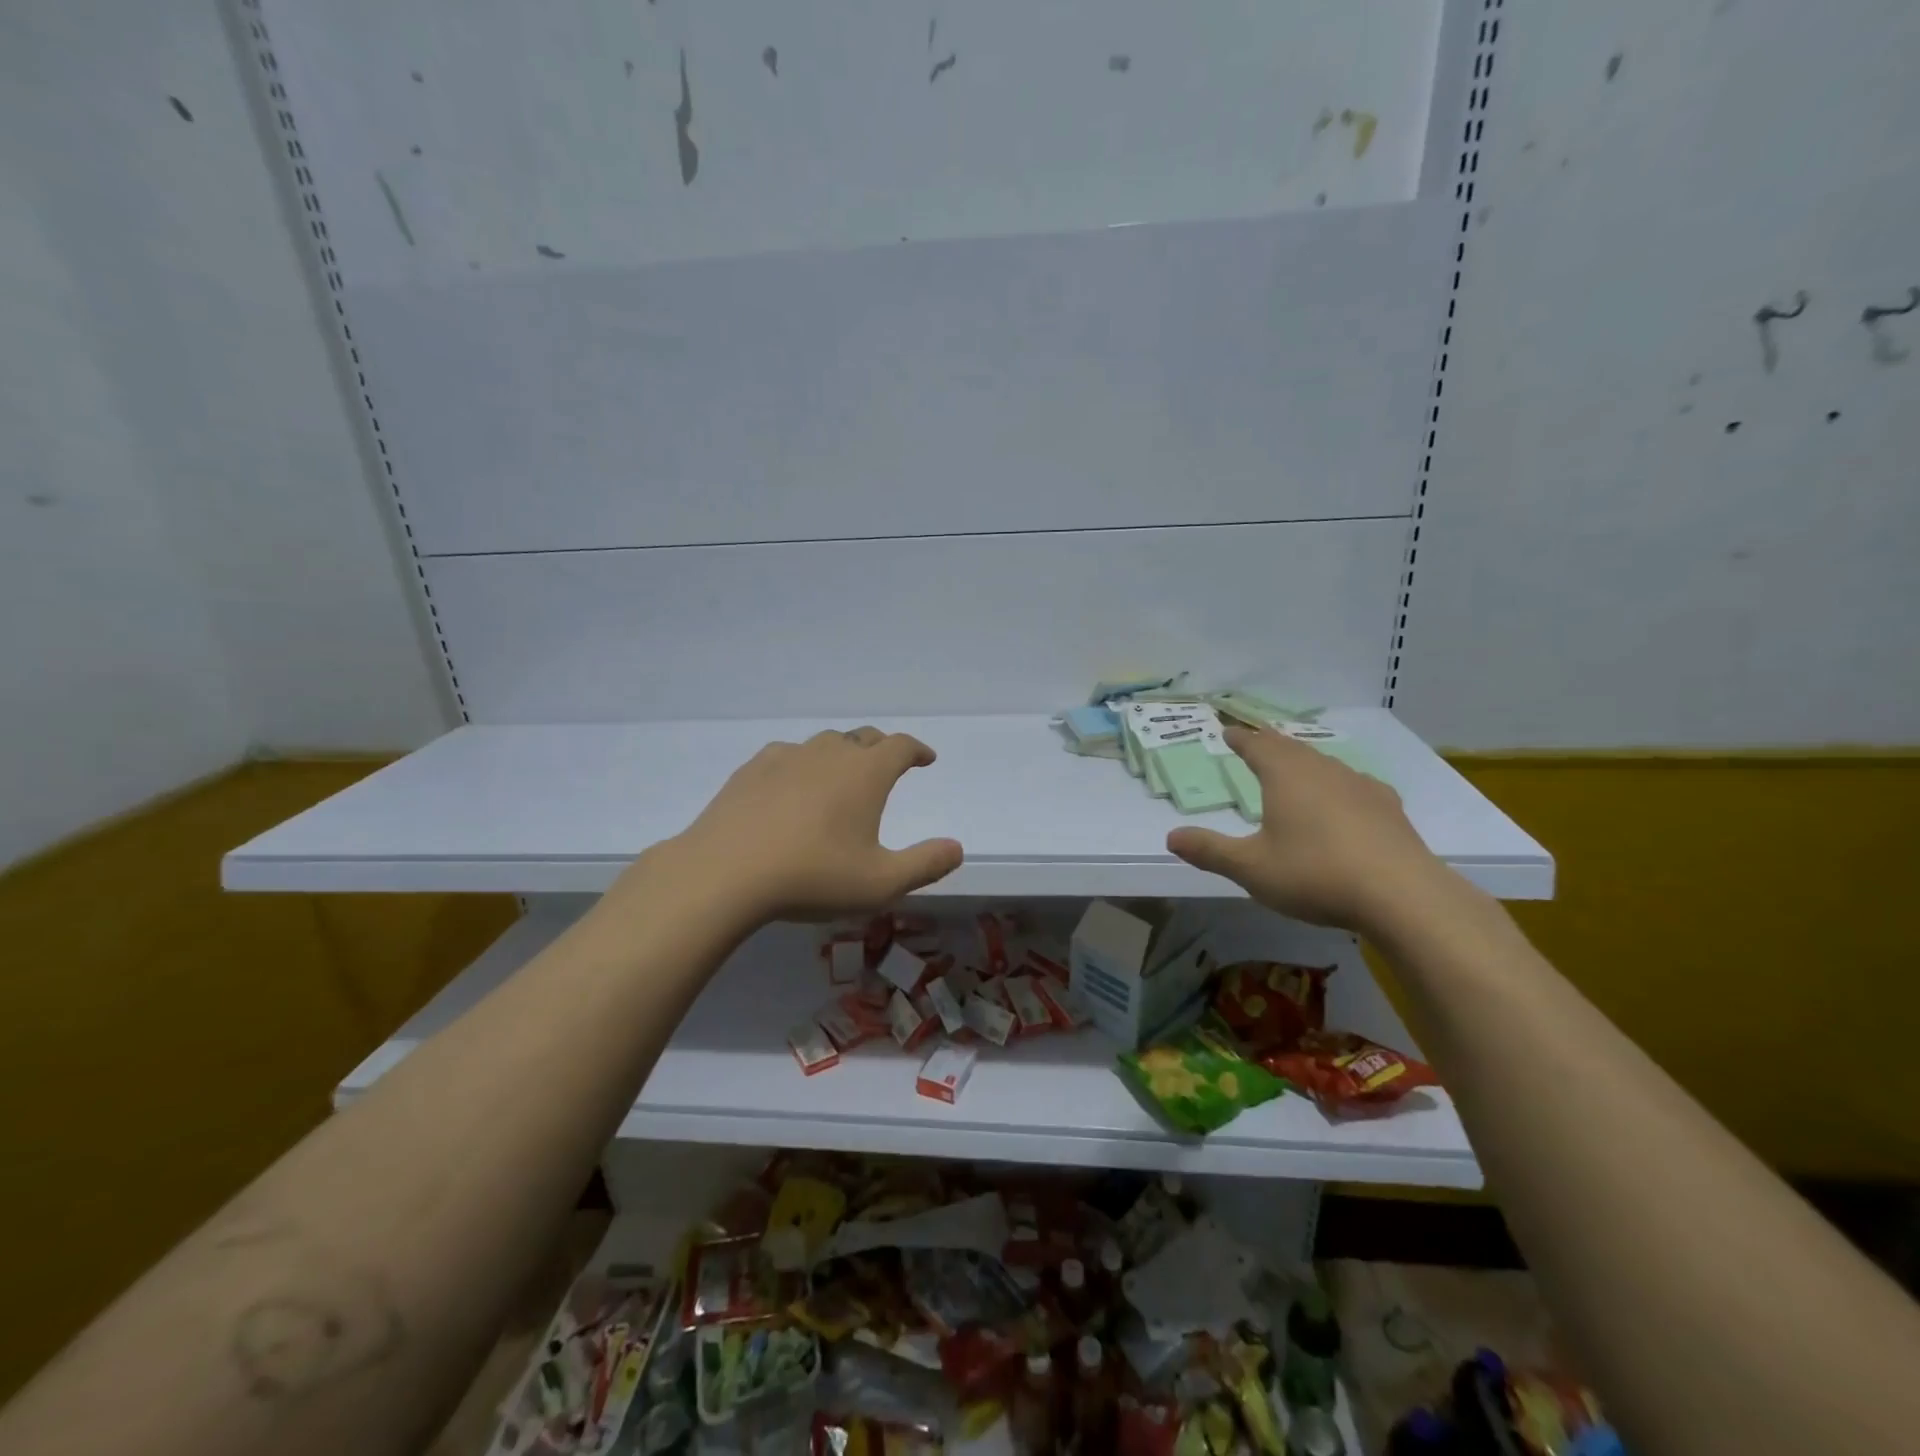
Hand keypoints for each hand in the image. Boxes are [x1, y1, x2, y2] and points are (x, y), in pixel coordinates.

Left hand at [662, 727, 963, 921]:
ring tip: (841, 777)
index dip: (917, 750)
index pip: (900, 746)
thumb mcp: (881, 883)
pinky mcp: (752, 770)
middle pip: (863, 738)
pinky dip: (802, 765)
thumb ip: (925, 865)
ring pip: (824, 744)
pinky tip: (793, 785)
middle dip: (881, 749)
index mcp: (865, 773)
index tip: (926, 759)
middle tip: (887, 766)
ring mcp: (787, 757)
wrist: (724, 873)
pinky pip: (787, 756)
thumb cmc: (812, 877)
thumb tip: (956, 848)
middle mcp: (829, 754)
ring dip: (841, 754)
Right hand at [1165, 725, 1446, 932]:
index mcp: (1285, 776)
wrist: (1402, 895)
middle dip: (1270, 744)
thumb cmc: (1314, 874)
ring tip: (1294, 768)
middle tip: (1256, 742)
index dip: (1240, 738)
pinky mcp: (1388, 808)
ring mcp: (1360, 786)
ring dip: (1304, 762)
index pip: (1256, 746)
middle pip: (1291, 748)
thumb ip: (1210, 851)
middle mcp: (1322, 771)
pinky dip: (1337, 786)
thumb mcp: (1251, 868)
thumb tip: (1171, 836)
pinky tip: (1344, 799)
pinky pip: (1353, 785)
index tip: (1227, 730)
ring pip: (1324, 763)